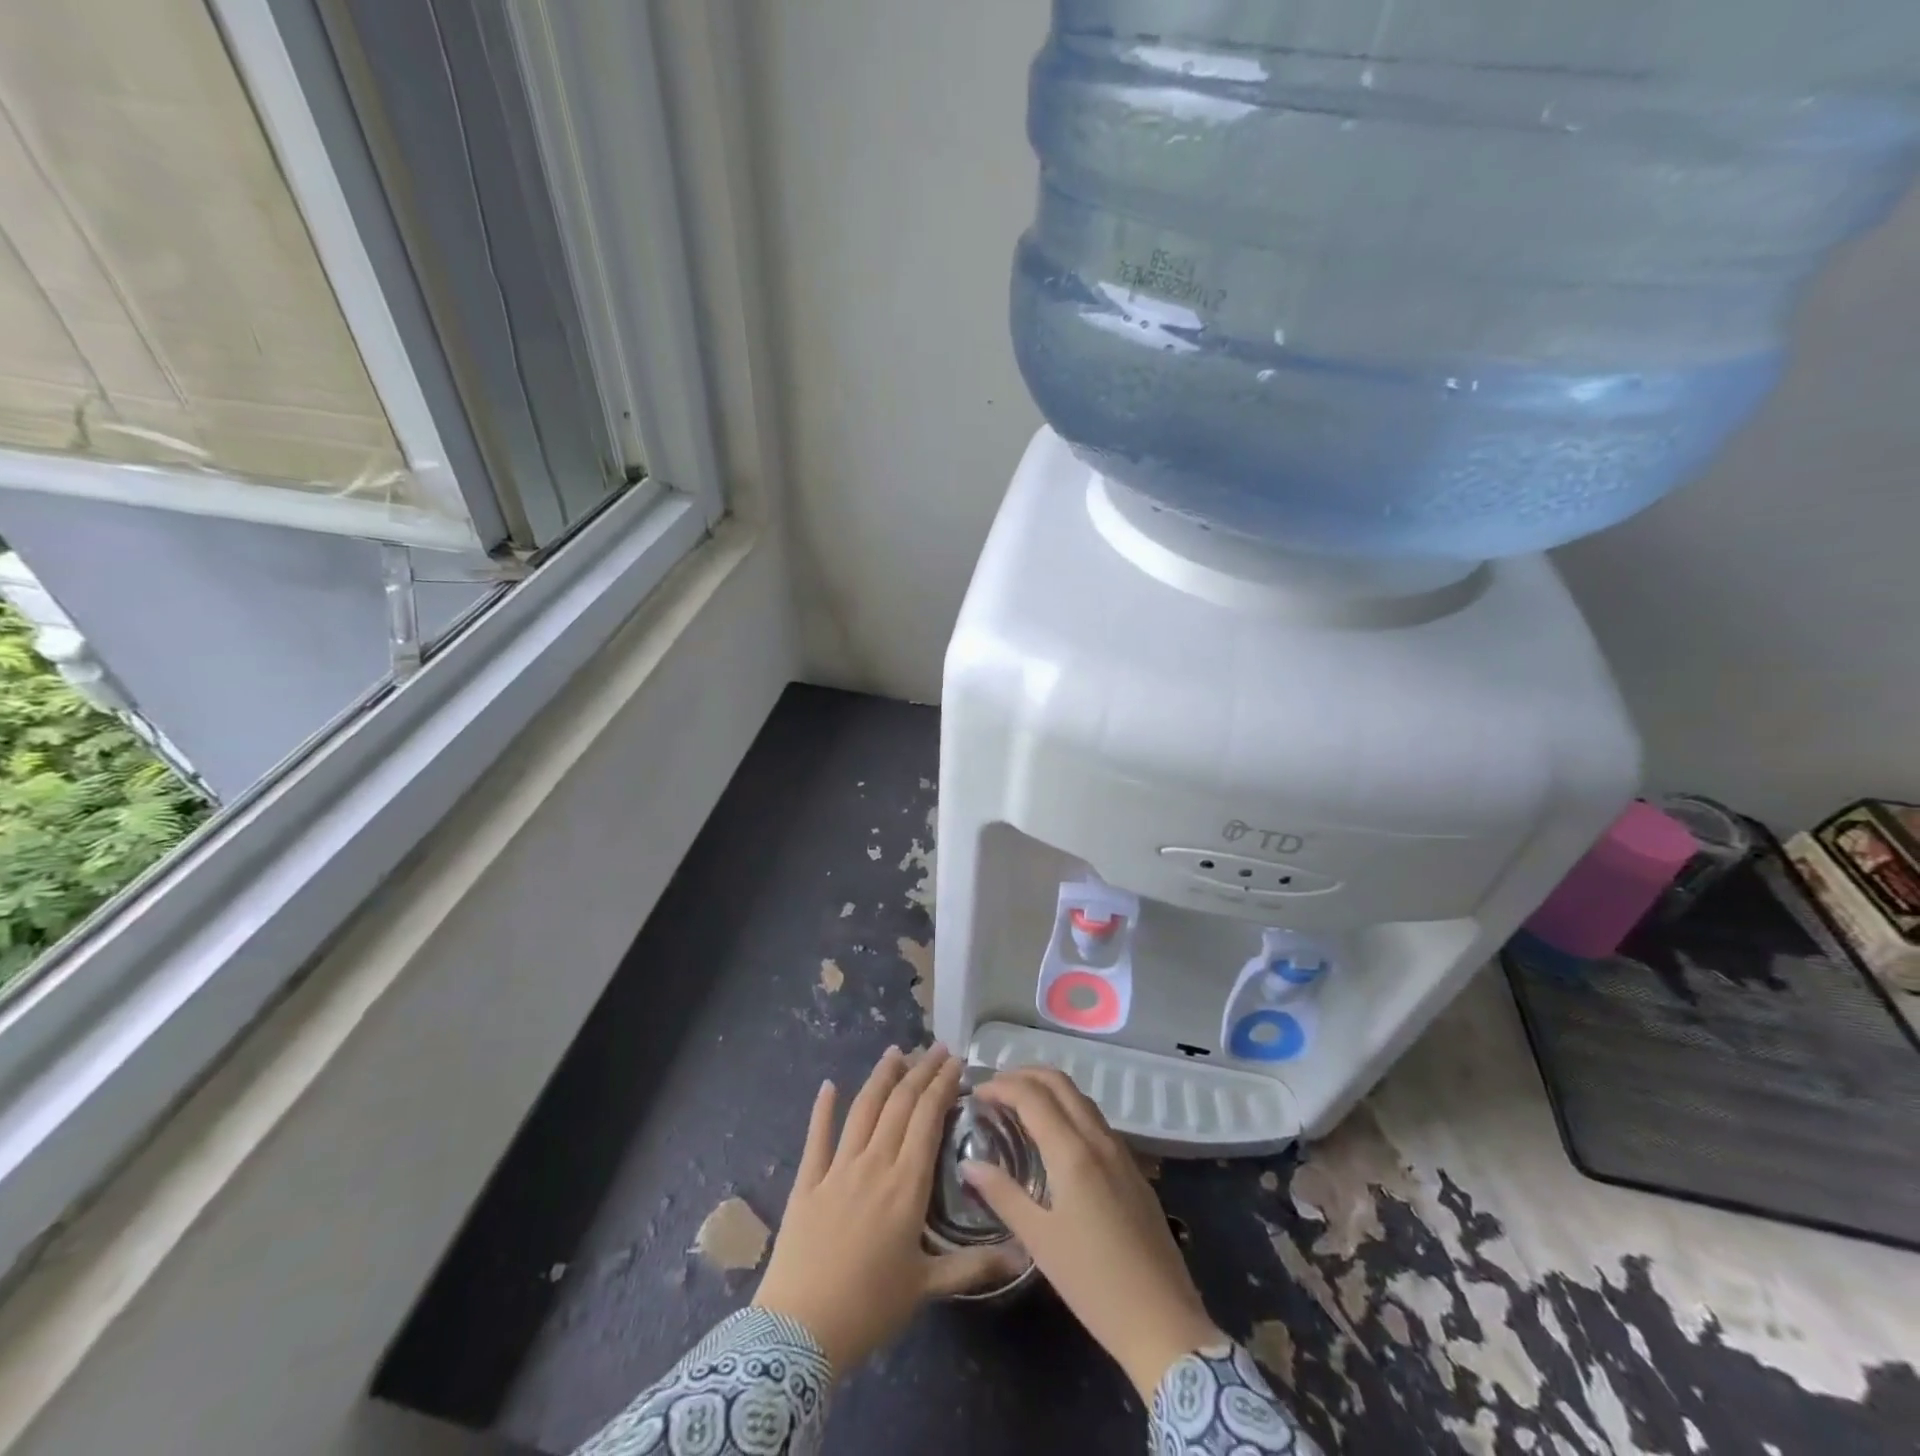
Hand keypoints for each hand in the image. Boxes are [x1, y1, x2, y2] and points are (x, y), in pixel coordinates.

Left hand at [753, 1045, 1001, 1370]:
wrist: (800, 1330)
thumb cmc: (869, 1308)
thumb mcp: (927, 1288)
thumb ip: (973, 1266)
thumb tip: (1022, 1256)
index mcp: (906, 1184)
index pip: (928, 1118)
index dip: (942, 1085)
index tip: (955, 1062)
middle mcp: (875, 1163)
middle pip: (900, 1104)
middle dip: (920, 1071)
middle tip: (935, 1048)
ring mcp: (838, 1168)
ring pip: (863, 1108)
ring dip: (881, 1077)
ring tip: (895, 1051)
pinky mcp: (808, 1181)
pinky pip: (817, 1136)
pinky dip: (822, 1108)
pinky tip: (828, 1085)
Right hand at [962, 1068, 1221, 1398]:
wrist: (1163, 1320)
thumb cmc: (1093, 1283)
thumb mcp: (1039, 1241)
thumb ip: (1003, 1195)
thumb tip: (969, 1164)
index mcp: (1073, 1152)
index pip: (1032, 1096)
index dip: (1001, 1086)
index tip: (977, 1093)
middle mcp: (1098, 1139)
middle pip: (1060, 1083)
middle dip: (1025, 1074)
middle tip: (996, 1087)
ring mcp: (1121, 1152)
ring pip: (1081, 1097)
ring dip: (1048, 1088)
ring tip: (1020, 1104)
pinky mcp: (1133, 1169)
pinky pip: (1095, 1119)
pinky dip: (1068, 1108)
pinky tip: (1055, 1135)